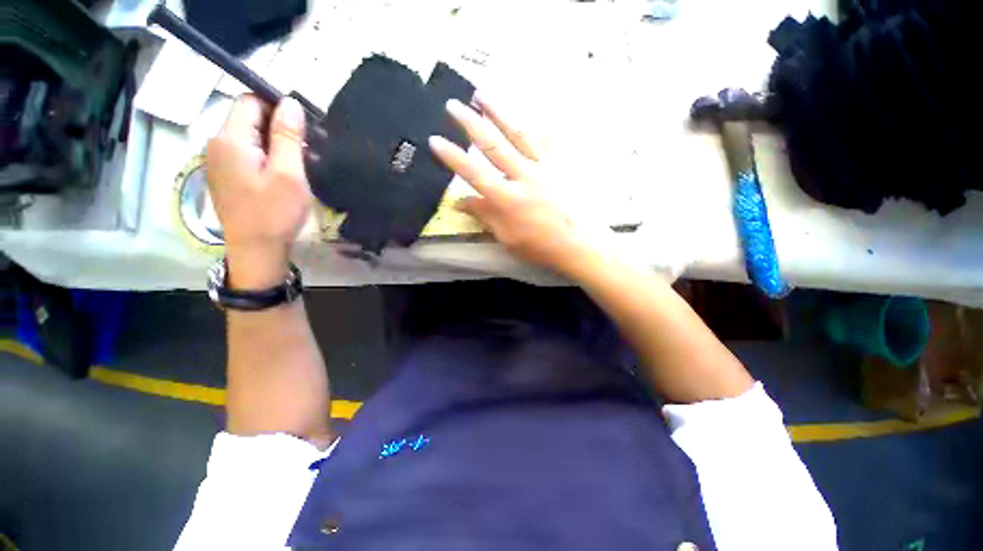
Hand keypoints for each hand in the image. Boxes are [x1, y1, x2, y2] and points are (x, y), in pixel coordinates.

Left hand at [206, 96, 310, 288]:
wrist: (256, 248)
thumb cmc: (275, 213)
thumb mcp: (289, 174)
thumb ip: (288, 136)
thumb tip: (290, 102)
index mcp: (230, 139)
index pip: (250, 100)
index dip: (277, 108)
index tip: (302, 130)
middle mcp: (216, 143)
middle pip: (248, 117)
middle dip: (277, 127)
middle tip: (304, 151)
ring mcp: (217, 159)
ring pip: (248, 135)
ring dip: (273, 143)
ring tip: (296, 164)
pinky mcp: (224, 173)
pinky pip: (245, 151)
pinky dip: (264, 155)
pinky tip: (280, 174)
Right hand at [429, 96, 591, 275]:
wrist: (581, 244)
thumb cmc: (541, 246)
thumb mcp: (507, 237)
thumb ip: (485, 216)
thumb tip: (459, 202)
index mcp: (508, 199)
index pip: (474, 173)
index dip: (453, 157)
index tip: (435, 139)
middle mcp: (524, 176)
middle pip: (493, 145)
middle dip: (470, 123)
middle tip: (453, 104)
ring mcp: (545, 166)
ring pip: (519, 133)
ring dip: (499, 112)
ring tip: (482, 92)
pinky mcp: (562, 163)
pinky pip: (547, 138)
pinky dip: (533, 122)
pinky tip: (524, 111)